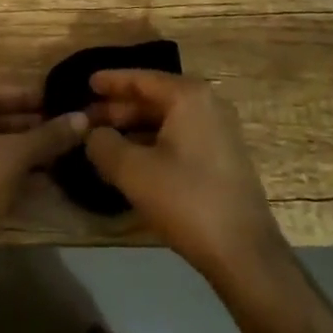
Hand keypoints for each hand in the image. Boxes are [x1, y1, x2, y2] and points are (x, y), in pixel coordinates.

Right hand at [84, 71, 286, 285]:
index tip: (87, 82)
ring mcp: (220, 132)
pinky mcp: (223, 158)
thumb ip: (104, 145)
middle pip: (155, 98)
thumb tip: (93, 134)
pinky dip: (154, 143)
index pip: (142, 78)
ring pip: (167, 120)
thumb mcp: (134, 171)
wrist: (245, 254)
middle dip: (120, 109)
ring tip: (104, 141)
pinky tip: (133, 161)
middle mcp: (208, 104)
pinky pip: (180, 138)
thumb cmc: (187, 200)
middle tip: (88, 119)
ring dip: (135, 128)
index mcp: (189, 96)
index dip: (111, 81)